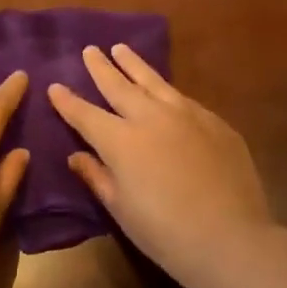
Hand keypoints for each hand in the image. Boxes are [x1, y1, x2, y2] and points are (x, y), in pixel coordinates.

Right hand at [47, 45, 275, 287]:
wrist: (231, 238)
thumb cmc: (165, 233)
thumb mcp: (121, 209)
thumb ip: (97, 177)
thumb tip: (77, 156)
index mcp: (121, 141)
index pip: (86, 114)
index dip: (68, 101)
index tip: (54, 86)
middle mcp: (151, 118)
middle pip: (119, 86)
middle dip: (101, 68)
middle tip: (90, 50)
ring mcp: (187, 116)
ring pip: (154, 82)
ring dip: (135, 65)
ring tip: (122, 49)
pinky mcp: (214, 123)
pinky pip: (183, 99)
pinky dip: (166, 90)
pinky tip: (165, 90)